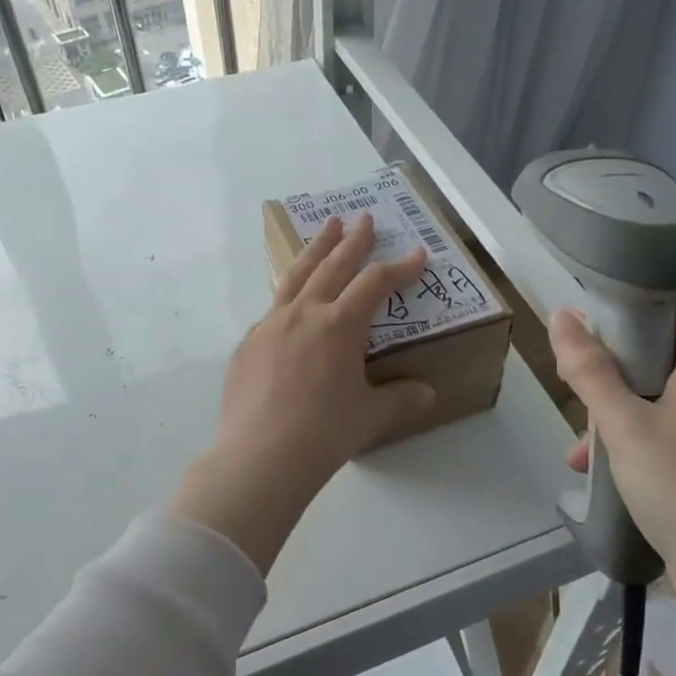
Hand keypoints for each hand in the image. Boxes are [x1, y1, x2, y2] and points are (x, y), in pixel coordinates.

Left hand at [172, 214, 436, 572]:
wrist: (259, 457)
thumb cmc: (324, 433)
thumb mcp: (370, 416)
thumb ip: (400, 399)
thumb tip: (427, 394)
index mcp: (339, 325)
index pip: (376, 283)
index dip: (400, 267)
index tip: (417, 253)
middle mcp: (304, 314)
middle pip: (332, 265)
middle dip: (352, 241)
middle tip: (363, 218)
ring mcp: (270, 326)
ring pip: (296, 275)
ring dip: (315, 249)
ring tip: (326, 228)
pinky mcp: (248, 345)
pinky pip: (273, 309)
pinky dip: (289, 294)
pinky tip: (292, 301)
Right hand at [551, 299, 675, 617]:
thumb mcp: (624, 424)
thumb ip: (590, 370)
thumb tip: (562, 315)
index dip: (637, 302)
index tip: (593, 313)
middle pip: (661, 354)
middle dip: (613, 364)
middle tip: (574, 375)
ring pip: (656, 397)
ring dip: (615, 408)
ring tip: (577, 440)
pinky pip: (663, 432)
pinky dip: (630, 439)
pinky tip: (594, 469)